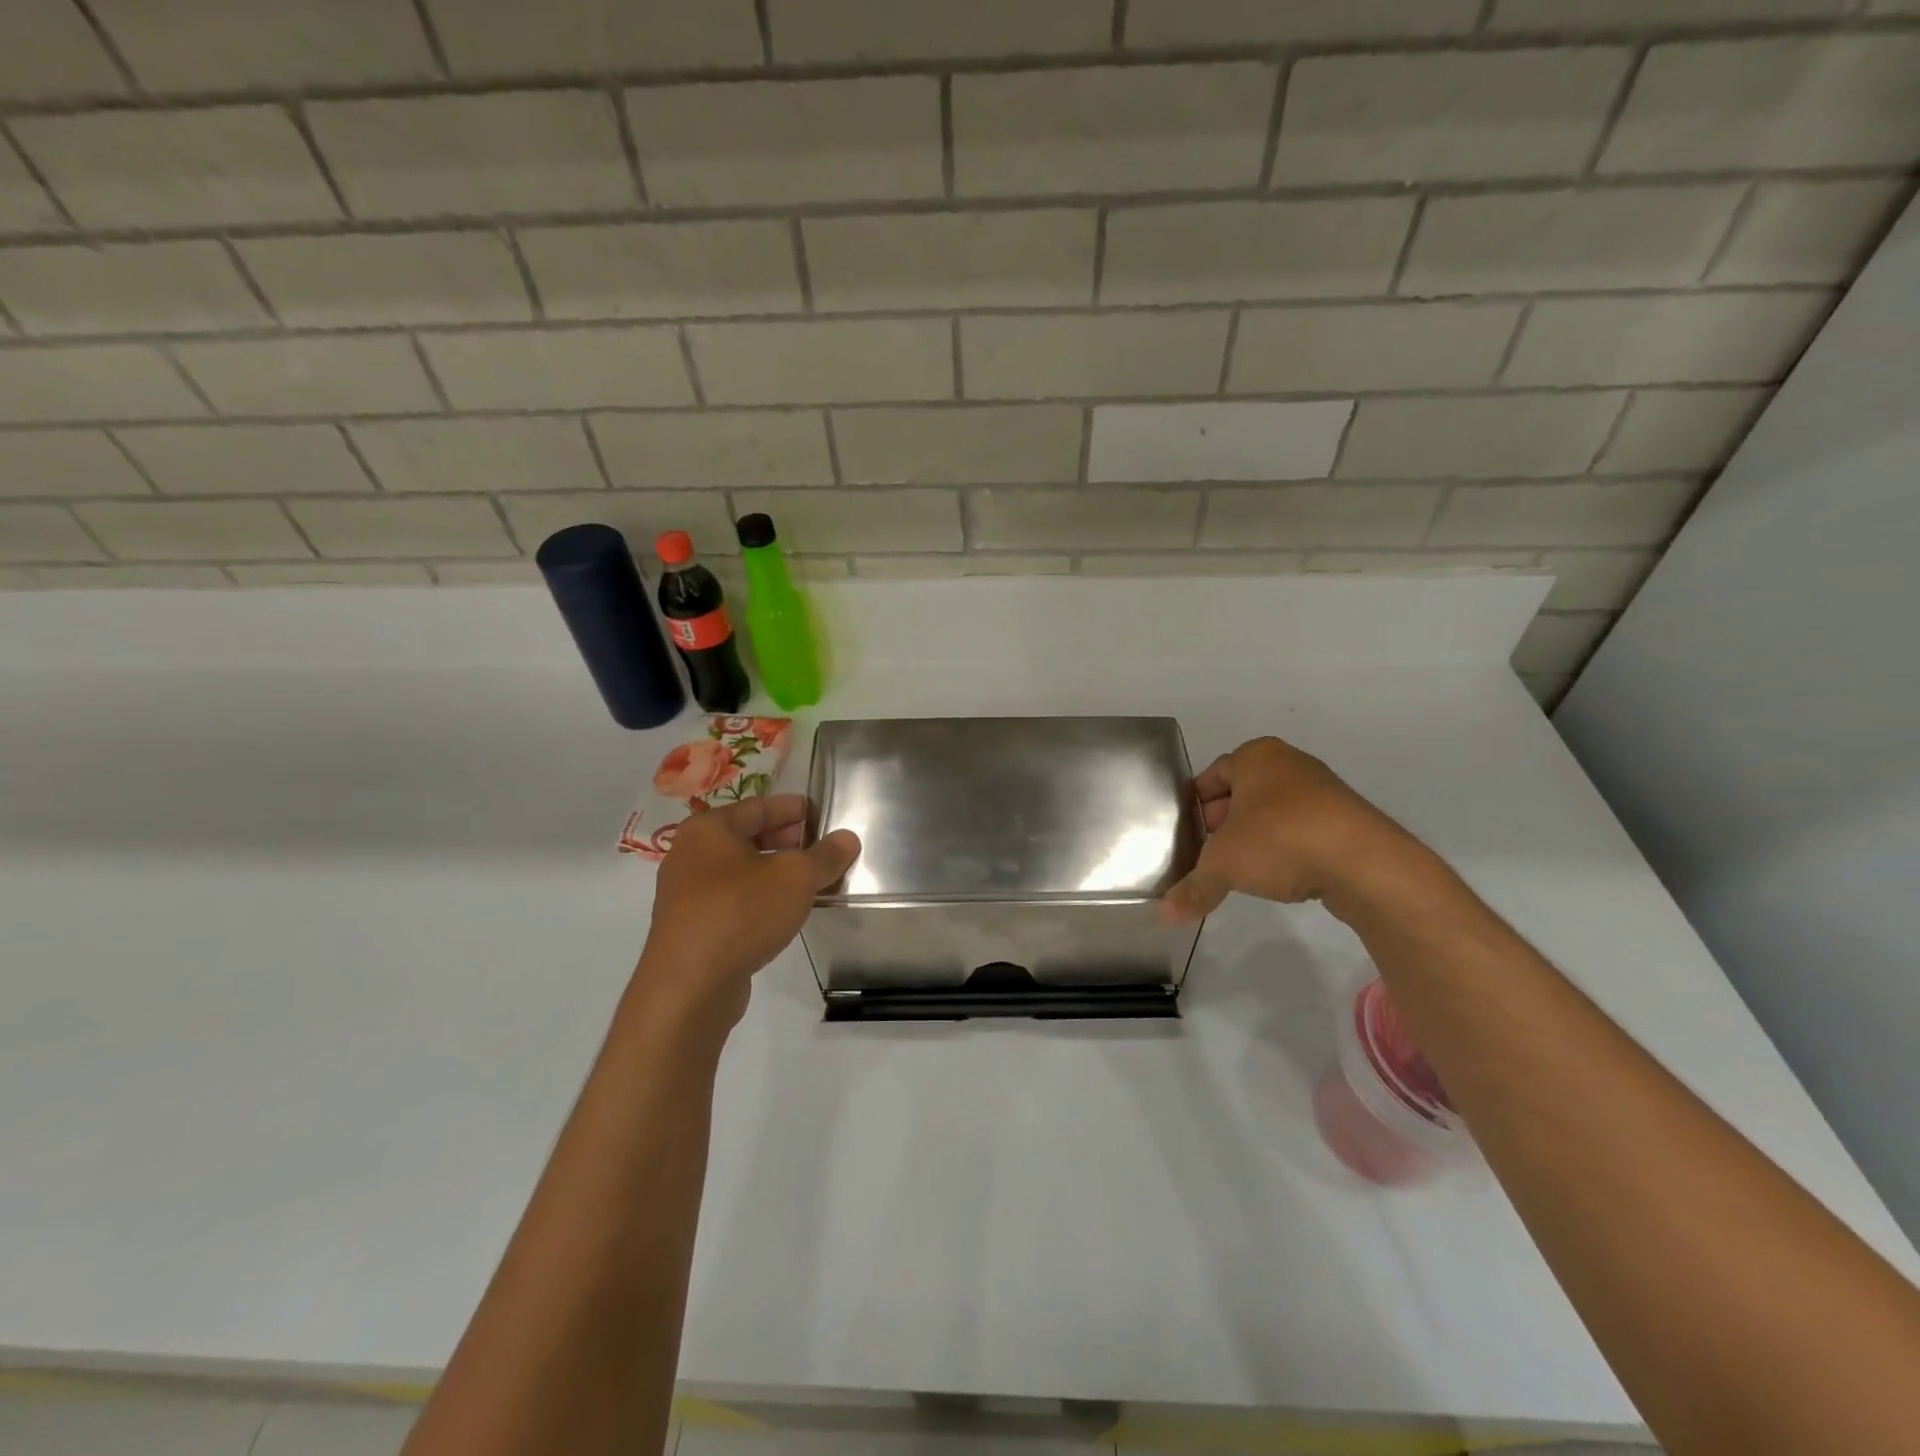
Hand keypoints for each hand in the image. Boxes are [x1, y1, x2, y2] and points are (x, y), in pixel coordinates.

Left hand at [636, 794, 859, 1029]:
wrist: (689, 986)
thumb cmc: (741, 912)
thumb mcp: (796, 878)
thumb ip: (825, 855)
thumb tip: (848, 839)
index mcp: (708, 830)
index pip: (758, 806)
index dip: (794, 808)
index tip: (823, 814)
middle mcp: (690, 855)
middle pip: (747, 837)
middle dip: (787, 841)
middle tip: (821, 848)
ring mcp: (686, 894)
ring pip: (740, 871)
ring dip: (775, 873)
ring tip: (811, 881)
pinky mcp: (691, 928)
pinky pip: (732, 900)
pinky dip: (760, 898)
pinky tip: (785, 912)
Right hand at [1161, 736, 1418, 924]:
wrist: (1366, 864)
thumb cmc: (1280, 840)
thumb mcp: (1224, 864)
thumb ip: (1193, 887)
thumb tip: (1166, 915)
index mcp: (1255, 756)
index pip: (1210, 777)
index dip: (1193, 807)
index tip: (1184, 836)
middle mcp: (1289, 764)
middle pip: (1241, 794)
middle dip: (1222, 824)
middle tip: (1206, 854)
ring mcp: (1322, 791)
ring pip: (1272, 813)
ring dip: (1254, 838)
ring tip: (1239, 869)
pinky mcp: (1346, 820)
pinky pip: (1300, 830)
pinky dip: (1285, 848)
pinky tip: (1279, 875)